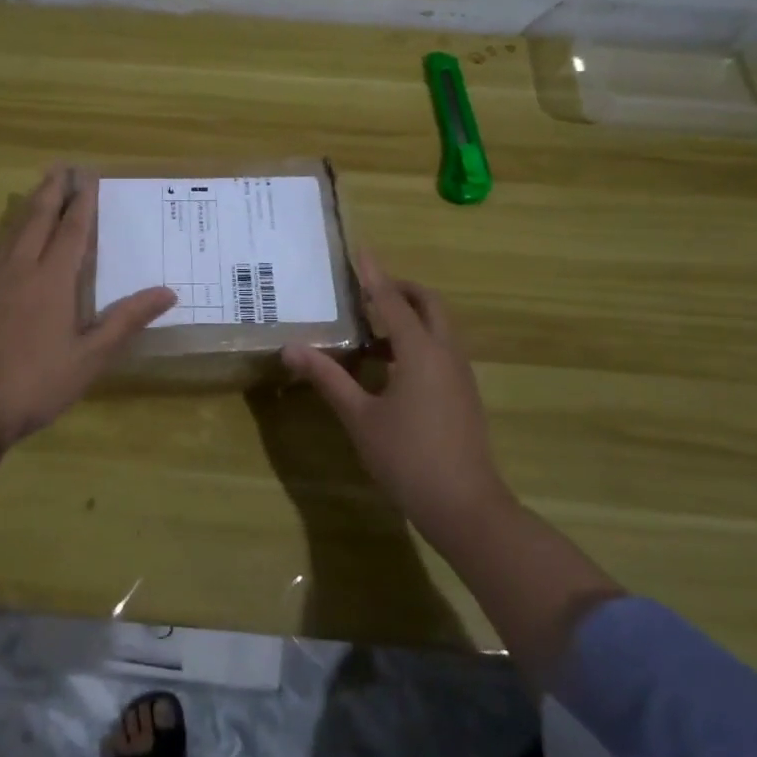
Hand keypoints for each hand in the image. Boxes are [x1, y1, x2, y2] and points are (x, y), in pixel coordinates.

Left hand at [0, 168, 174, 450]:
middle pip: (39, 221)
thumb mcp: (90, 358)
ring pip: (9, 236)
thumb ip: (126, 321)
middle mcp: (21, 271)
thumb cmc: (35, 384)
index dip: (83, 202)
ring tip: (34, 192)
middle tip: (61, 167)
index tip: (88, 175)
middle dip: (52, 193)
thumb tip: (168, 291)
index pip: (73, 231)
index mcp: (54, 281)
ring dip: (24, 211)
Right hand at [281, 251, 508, 548]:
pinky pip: (441, 349)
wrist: (465, 506)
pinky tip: (390, 366)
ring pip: (438, 327)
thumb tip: (291, 348)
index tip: (360, 250)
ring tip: (371, 329)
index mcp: (420, 351)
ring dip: (410, 316)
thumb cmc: (407, 457)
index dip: (373, 274)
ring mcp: (459, 373)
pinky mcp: (463, 393)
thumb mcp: (359, 417)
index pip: (391, 300)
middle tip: (368, 290)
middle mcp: (445, 353)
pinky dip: (417, 341)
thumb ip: (327, 378)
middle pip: (428, 304)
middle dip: (400, 289)